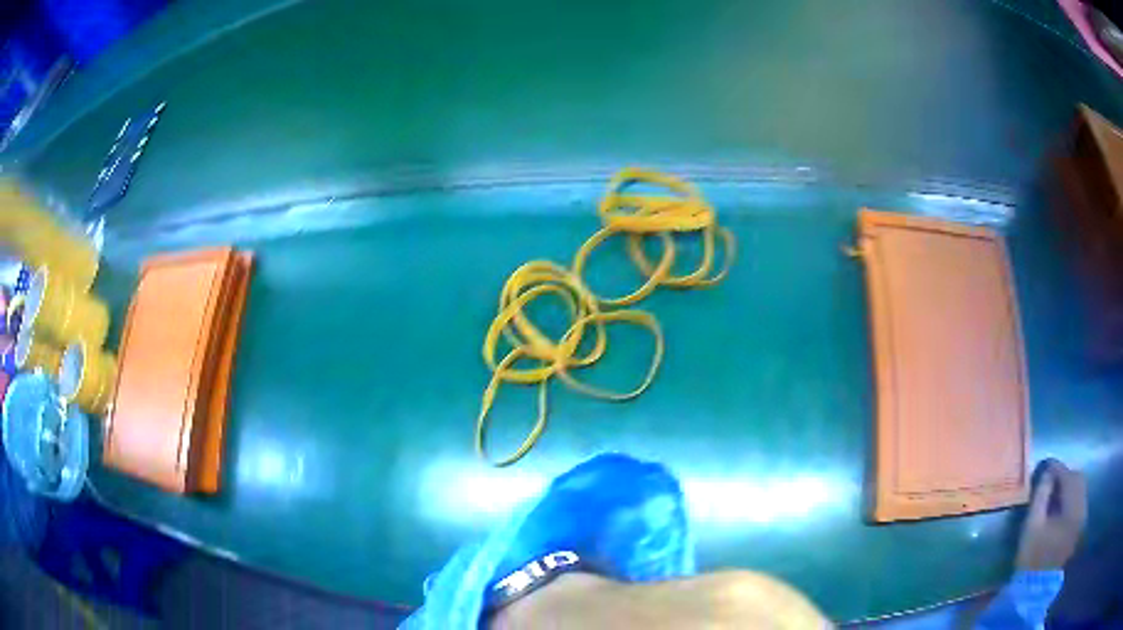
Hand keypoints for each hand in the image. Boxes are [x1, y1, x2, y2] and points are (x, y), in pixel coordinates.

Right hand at [1016, 460, 1086, 570]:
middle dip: (1062, 477)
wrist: (1040, 588)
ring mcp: (1082, 514)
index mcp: (1072, 499)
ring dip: (1066, 489)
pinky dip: (1069, 500)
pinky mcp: (1080, 525)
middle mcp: (1081, 501)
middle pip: (1075, 478)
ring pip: (1078, 489)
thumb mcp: (1032, 527)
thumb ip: (1040, 496)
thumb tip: (1047, 474)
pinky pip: (1078, 502)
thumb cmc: (1034, 557)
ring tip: (1053, 498)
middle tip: (1048, 483)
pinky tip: (1059, 511)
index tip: (1042, 471)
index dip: (1053, 470)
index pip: (1064, 473)